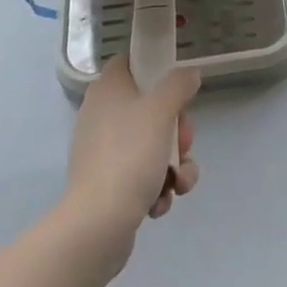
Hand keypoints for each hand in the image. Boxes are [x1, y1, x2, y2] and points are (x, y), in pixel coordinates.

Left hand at [65, 57, 201, 244]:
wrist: (98, 224)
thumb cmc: (130, 155)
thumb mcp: (162, 110)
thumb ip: (179, 84)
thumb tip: (189, 74)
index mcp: (107, 90)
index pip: (130, 63)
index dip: (155, 69)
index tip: (176, 87)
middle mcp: (101, 116)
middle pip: (150, 108)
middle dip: (177, 131)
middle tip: (184, 144)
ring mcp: (104, 152)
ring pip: (153, 145)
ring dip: (174, 164)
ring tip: (179, 183)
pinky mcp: (108, 184)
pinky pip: (142, 175)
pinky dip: (157, 187)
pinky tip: (160, 202)